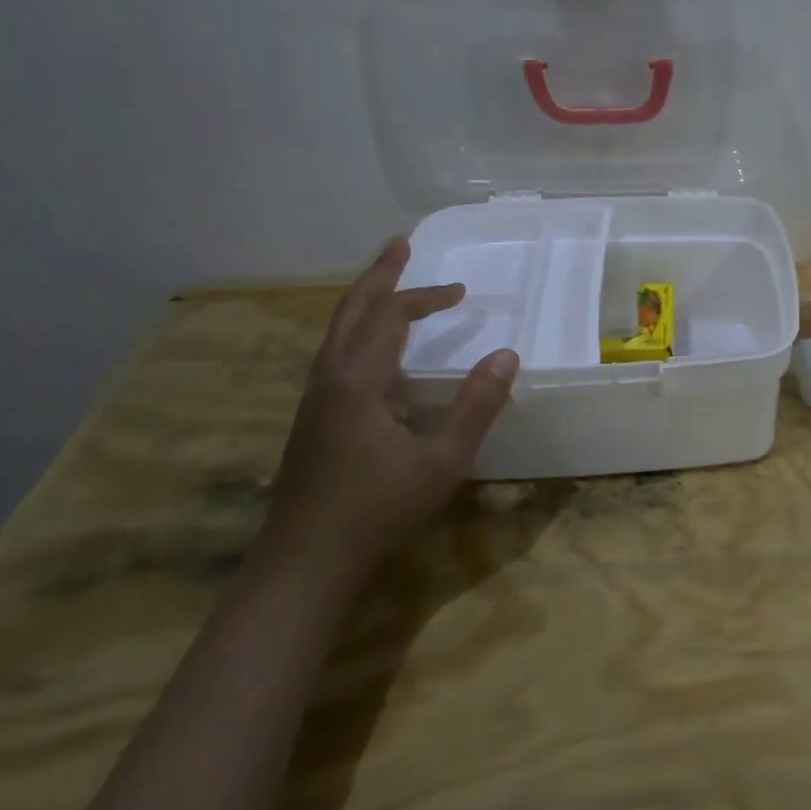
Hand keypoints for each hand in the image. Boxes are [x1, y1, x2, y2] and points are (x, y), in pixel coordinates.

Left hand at [261, 237, 518, 576]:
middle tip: (400, 245)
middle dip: (377, 275)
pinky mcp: (312, 422)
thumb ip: (477, 407)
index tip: (463, 292)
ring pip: (336, 334)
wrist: (303, 564)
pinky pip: (336, 358)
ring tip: (391, 287)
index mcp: (357, 382)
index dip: (426, 297)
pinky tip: (383, 358)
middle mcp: (328, 380)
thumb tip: (507, 355)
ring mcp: (314, 401)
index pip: (390, 317)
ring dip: (365, 303)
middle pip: (350, 311)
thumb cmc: (377, 510)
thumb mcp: (443, 461)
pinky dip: (361, 335)